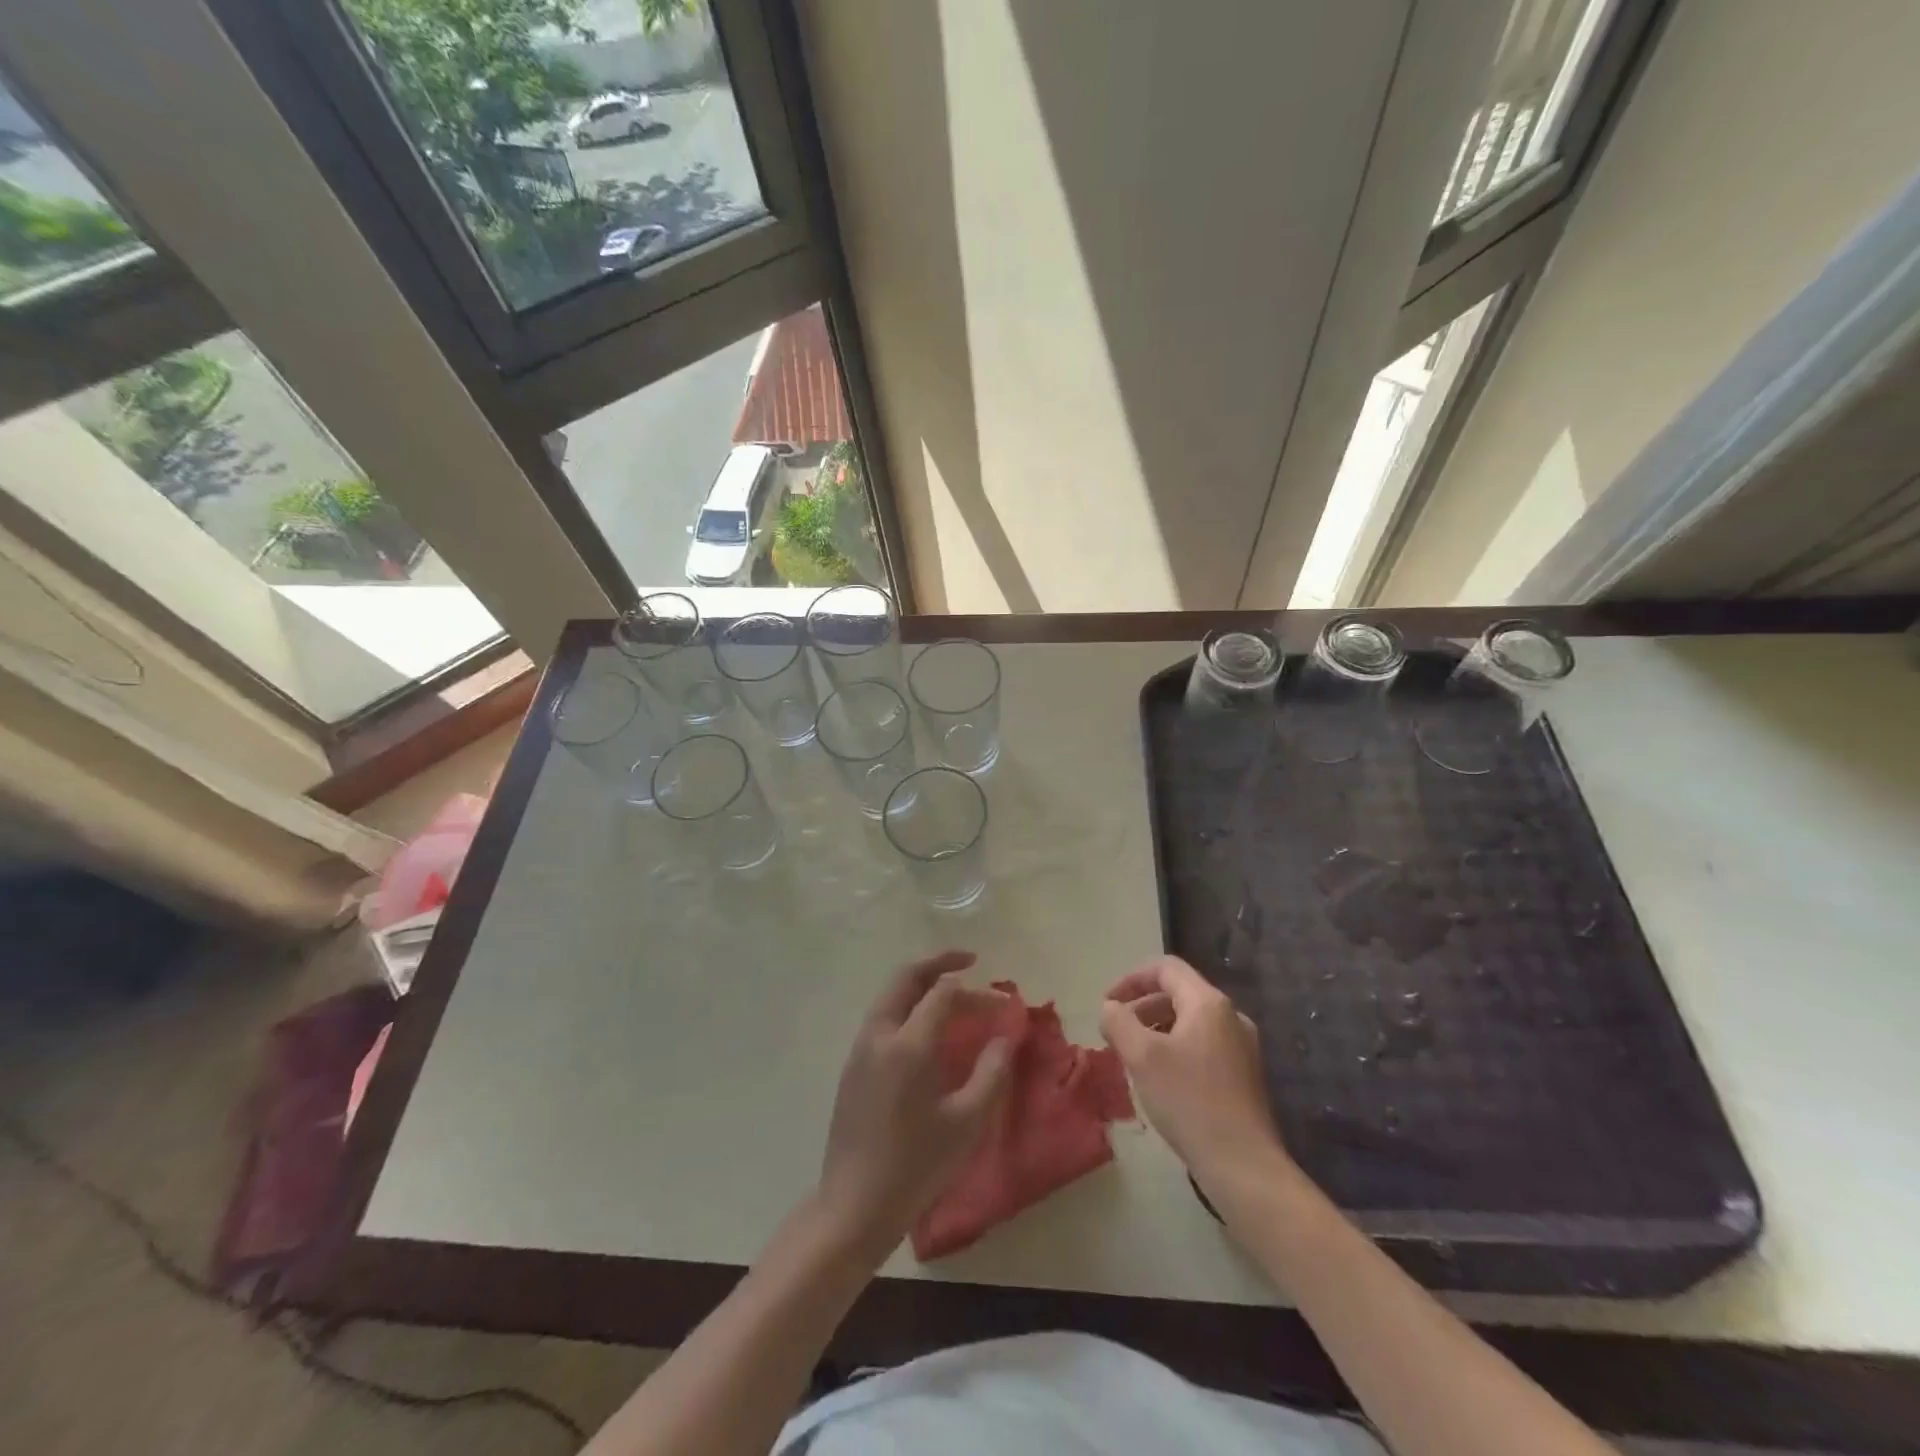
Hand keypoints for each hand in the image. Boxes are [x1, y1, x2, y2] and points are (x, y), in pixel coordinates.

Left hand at [814, 950, 1011, 1262]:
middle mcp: (879, 1034)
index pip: (944, 993)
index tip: (1004, 1003)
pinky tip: (927, 1029)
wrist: (854, 1205)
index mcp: (908, 1044)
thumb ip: (991, 1072)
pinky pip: (882, 1018)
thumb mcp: (966, 1122)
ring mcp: (860, 1048)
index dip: (978, 993)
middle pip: (907, 977)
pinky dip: (907, 1007)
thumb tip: (1007, 1036)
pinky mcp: (852, 1065)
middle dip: (939, 963)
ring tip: (952, 993)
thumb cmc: (916, 1166)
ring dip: (921, 984)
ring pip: (891, 995)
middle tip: (969, 962)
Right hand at [1100, 955, 1289, 1185]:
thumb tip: (1110, 1008)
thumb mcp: (1142, 1057)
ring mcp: (1242, 1047)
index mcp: (1209, 1003)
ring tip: (1134, 1058)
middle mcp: (1231, 1017)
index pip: (1166, 968)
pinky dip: (1175, 1049)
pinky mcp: (1244, 1075)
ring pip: (1190, 1022)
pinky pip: (1202, 1045)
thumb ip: (1119, 1022)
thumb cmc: (1189, 1101)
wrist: (1244, 1166)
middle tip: (1116, 1033)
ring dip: (1156, 1029)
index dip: (1131, 979)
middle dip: (1141, 1007)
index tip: (1108, 1004)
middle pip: (1178, 993)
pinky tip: (1161, 1080)